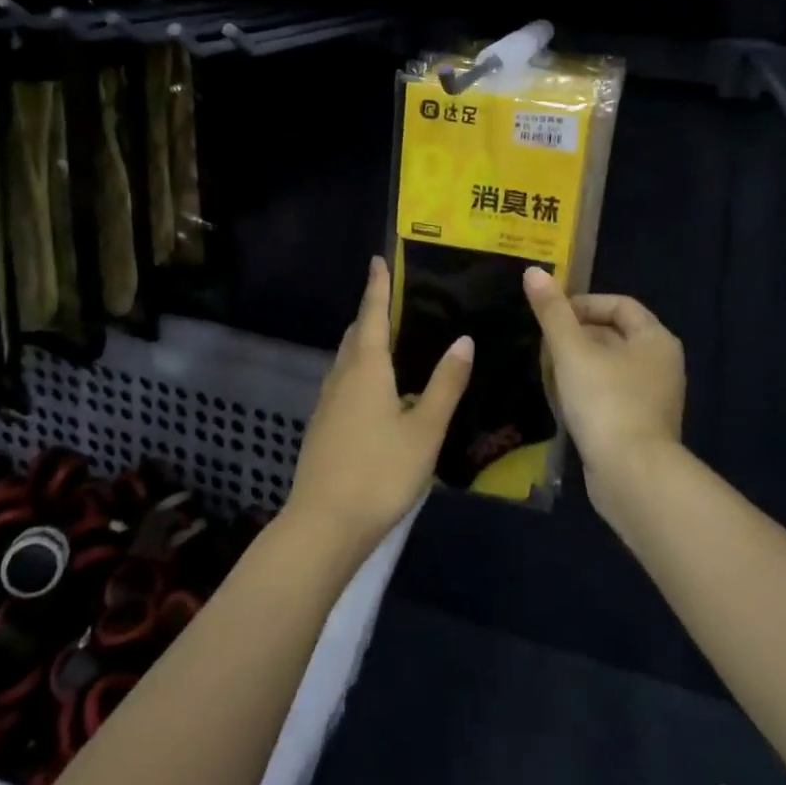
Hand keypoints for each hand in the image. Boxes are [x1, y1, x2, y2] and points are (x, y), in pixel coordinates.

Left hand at [285, 257, 472, 553]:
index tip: (377, 260)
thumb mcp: (425, 430)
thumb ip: (445, 384)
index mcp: (367, 368)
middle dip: (372, 314)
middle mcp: (342, 377)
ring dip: (365, 343)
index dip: (377, 286)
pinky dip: (360, 371)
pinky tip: (378, 391)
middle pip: (356, 335)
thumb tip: (463, 339)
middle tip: (395, 302)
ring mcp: (327, 403)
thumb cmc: (380, 472)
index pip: (373, 315)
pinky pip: (343, 382)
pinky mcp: (323, 427)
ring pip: (347, 360)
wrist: (324, 524)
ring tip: (391, 342)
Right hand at [523, 267, 685, 519]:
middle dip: (574, 336)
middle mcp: (660, 364)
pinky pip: (608, 395)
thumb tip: (533, 271)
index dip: (582, 304)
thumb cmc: (606, 402)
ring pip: (607, 367)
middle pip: (612, 335)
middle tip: (542, 345)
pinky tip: (560, 402)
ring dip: (575, 366)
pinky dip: (584, 392)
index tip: (550, 316)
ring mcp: (652, 398)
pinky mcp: (638, 426)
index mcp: (655, 339)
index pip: (619, 305)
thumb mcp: (572, 351)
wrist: (632, 476)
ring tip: (545, 372)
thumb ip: (552, 312)